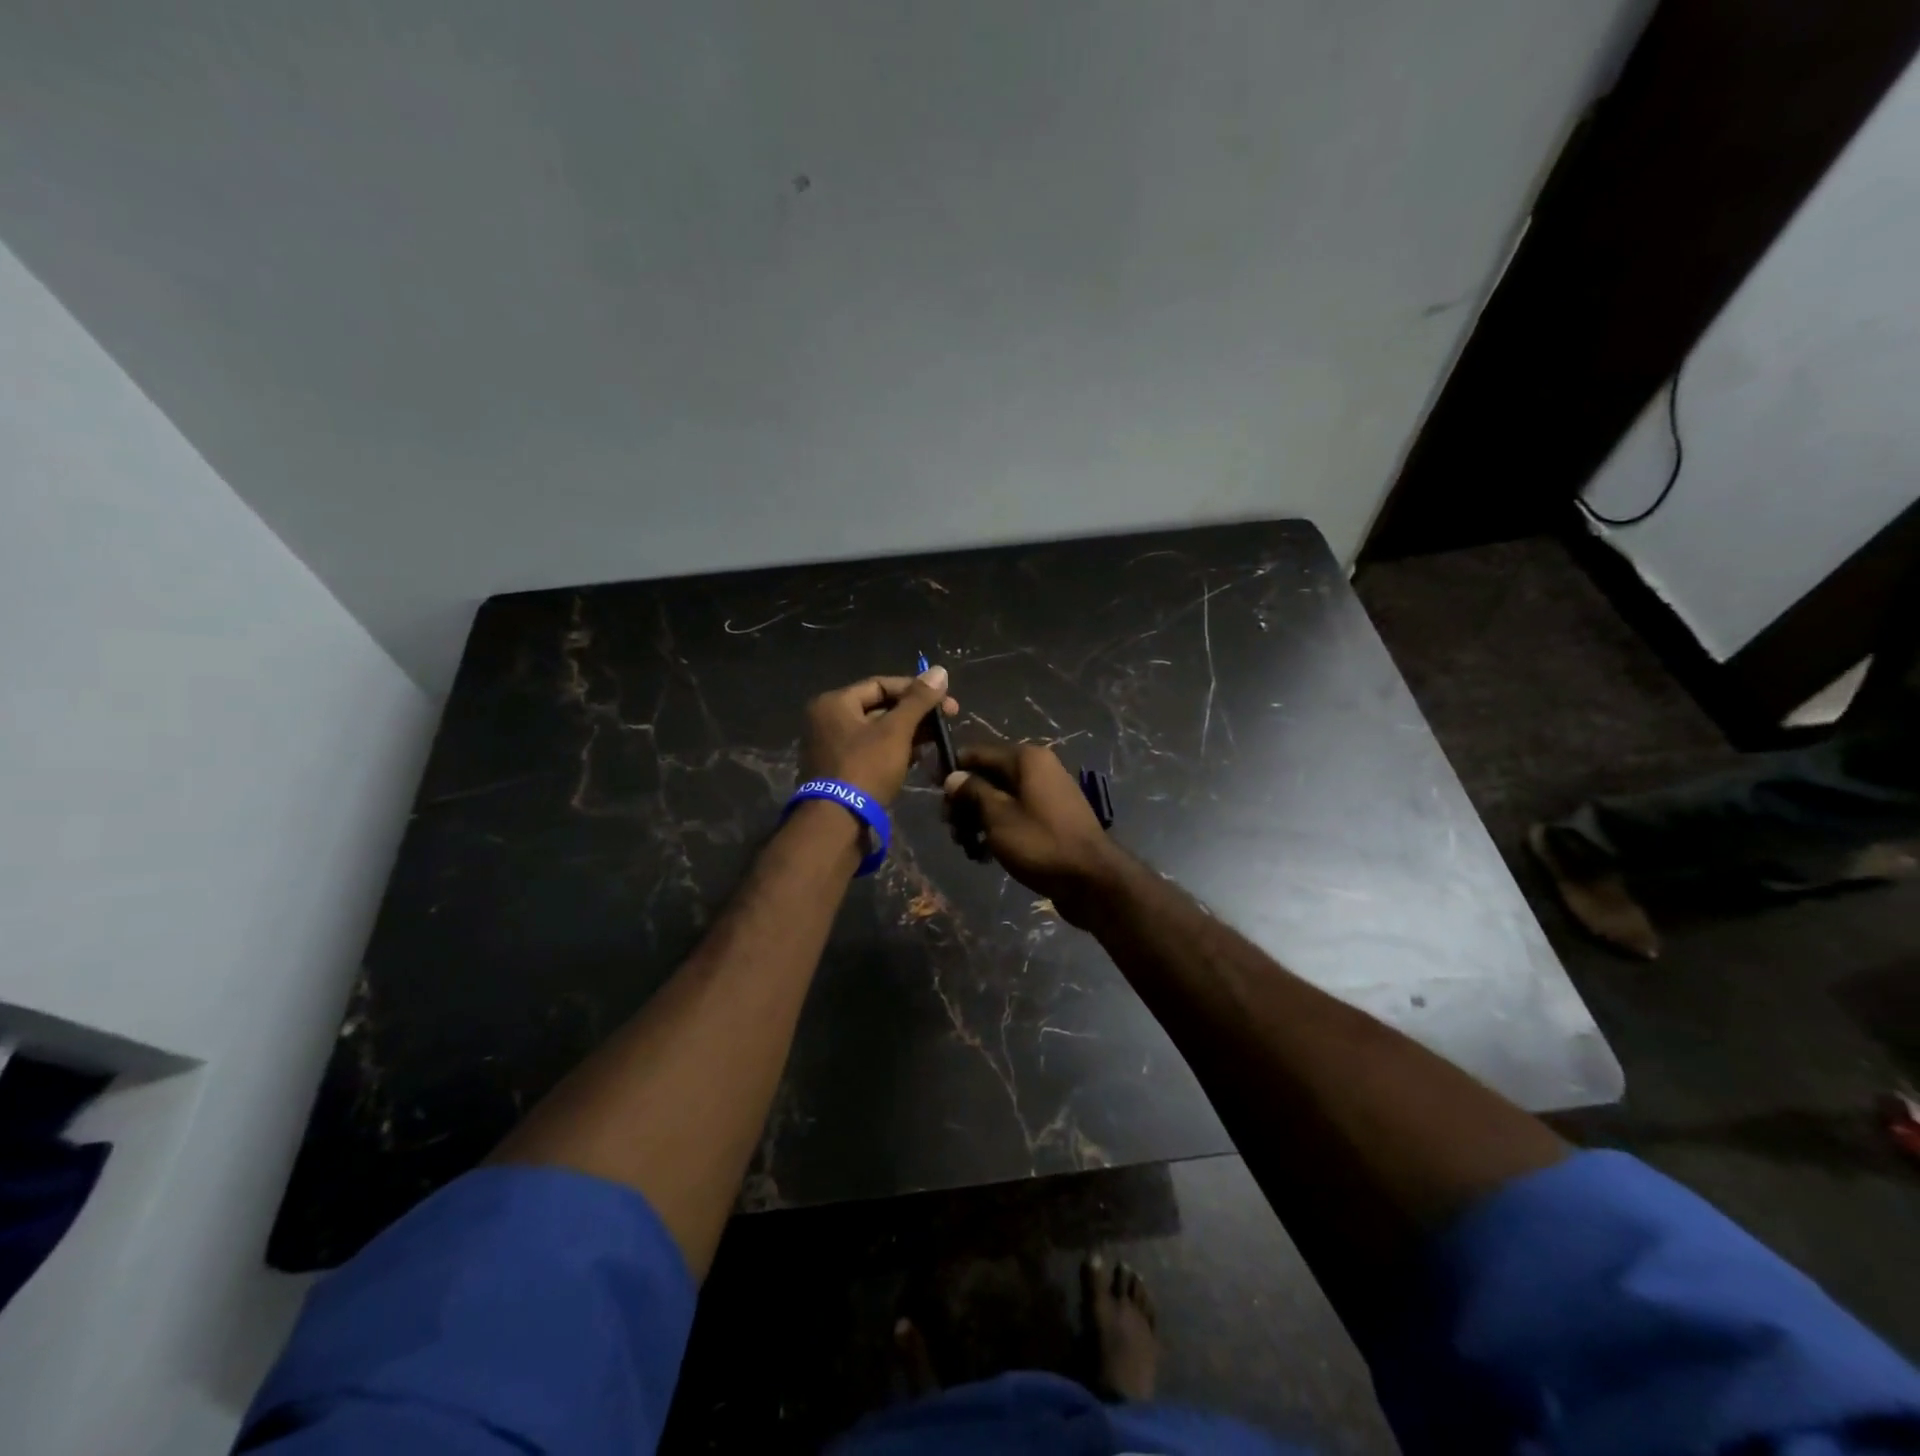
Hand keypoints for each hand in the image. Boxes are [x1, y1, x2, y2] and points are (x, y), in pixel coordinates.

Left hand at [800, 667, 957, 804]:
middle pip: (879, 708)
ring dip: (908, 734)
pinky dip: (894, 751)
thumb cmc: (866, 768)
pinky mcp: (840, 772)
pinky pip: (871, 752)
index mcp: (834, 703)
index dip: (915, 690)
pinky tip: (919, 758)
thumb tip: (940, 670)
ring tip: (937, 740)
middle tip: (946, 721)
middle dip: (914, 714)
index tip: (945, 701)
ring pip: (877, 732)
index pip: (881, 684)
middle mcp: (827, 721)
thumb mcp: (896, 731)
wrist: (837, 823)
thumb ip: (918, 700)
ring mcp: (831, 748)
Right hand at [942, 744, 1124, 923]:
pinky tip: (986, 854)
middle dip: (965, 801)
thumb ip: (972, 792)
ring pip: (1001, 798)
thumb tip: (954, 777)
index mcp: (1027, 759)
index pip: (978, 753)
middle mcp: (1039, 769)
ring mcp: (1048, 794)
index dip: (952, 770)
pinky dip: (999, 829)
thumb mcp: (997, 816)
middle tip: (950, 828)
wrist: (1091, 879)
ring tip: (967, 846)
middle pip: (989, 776)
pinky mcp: (1053, 818)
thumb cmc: (1040, 842)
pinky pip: (1017, 815)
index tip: (931, 791)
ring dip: (979, 819)